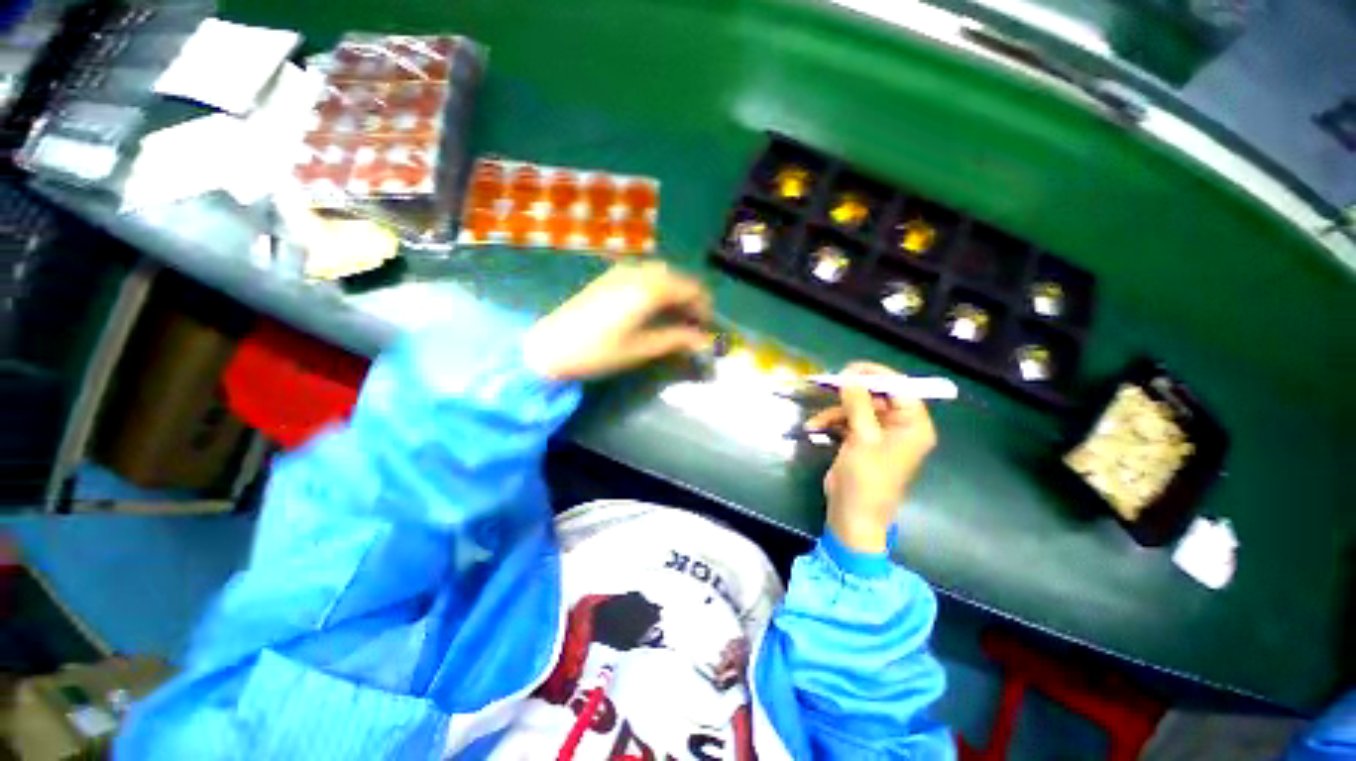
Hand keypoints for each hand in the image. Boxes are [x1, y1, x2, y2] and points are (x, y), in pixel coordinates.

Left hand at [523, 261, 711, 380]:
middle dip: (691, 299)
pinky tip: (654, 307)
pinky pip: (645, 274)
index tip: (707, 328)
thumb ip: (676, 340)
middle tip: (694, 325)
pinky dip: (658, 287)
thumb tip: (705, 341)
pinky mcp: (610, 276)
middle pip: (678, 278)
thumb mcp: (642, 348)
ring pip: (662, 274)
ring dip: (675, 292)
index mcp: (650, 288)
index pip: (692, 288)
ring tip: (676, 318)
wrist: (551, 346)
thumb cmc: (599, 351)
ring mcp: (622, 271)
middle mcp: (639, 272)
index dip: (705, 307)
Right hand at [805, 362, 936, 552]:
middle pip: (877, 396)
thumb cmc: (866, 478)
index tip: (850, 368)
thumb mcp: (862, 438)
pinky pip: (847, 421)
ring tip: (817, 421)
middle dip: (851, 393)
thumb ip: (857, 403)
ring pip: (858, 407)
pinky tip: (814, 428)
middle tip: (829, 384)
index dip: (877, 375)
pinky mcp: (861, 441)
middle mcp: (899, 426)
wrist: (852, 515)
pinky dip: (831, 422)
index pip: (901, 388)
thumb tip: (850, 375)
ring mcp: (879, 434)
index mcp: (912, 425)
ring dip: (835, 411)